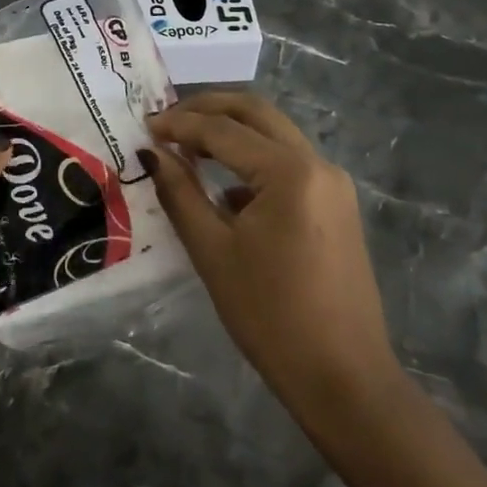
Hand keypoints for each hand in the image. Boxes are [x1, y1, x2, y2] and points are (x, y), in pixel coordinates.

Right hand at [145, 93, 398, 427]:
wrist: (343, 378)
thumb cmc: (270, 315)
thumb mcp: (213, 251)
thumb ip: (180, 193)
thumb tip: (152, 153)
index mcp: (289, 172)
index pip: (223, 130)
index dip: (179, 124)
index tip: (144, 125)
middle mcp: (317, 164)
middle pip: (257, 113)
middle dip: (209, 108)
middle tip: (166, 118)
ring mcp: (333, 183)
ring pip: (275, 135)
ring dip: (232, 131)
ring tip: (187, 143)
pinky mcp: (337, 205)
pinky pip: (289, 164)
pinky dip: (253, 160)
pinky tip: (223, 187)